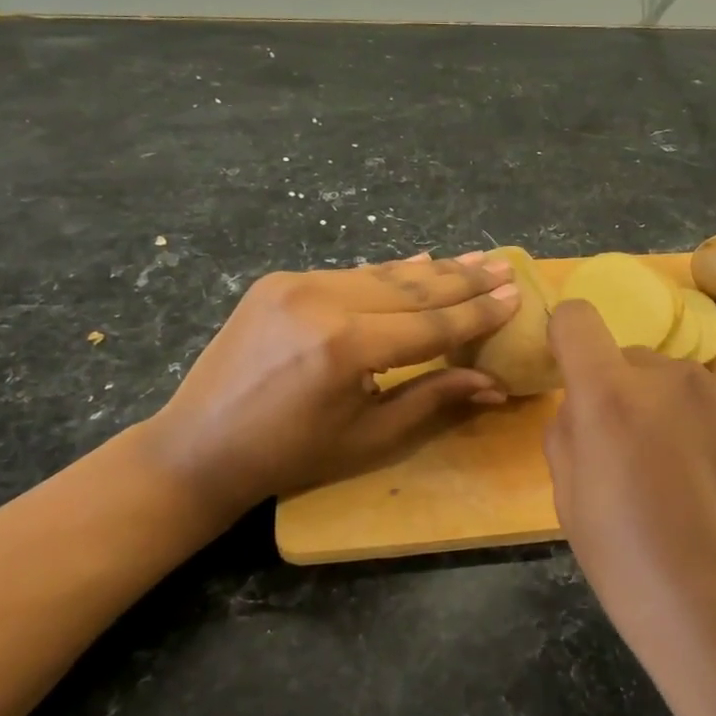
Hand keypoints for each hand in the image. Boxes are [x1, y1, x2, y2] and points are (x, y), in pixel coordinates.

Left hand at [144, 253, 518, 518]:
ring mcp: (296, 284)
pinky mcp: (277, 281)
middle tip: (503, 266)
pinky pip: (347, 274)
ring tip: (473, 260)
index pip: (431, 324)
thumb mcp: (369, 436)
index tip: (516, 294)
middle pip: (411, 288)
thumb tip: (493, 383)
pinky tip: (418, 263)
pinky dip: (386, 274)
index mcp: (346, 347)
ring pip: (380, 274)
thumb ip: (433, 397)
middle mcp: (323, 301)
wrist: (199, 445)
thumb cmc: (291, 455)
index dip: (478, 312)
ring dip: (430, 271)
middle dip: (463, 280)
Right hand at [543, 300, 715, 715]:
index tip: (574, 375)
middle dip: (625, 395)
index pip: (577, 318)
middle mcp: (674, 377)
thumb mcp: (569, 506)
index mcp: (612, 397)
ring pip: (683, 386)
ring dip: (675, 414)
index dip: (568, 340)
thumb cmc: (636, 575)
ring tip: (692, 484)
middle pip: (633, 360)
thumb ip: (568, 433)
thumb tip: (585, 405)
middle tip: (638, 461)